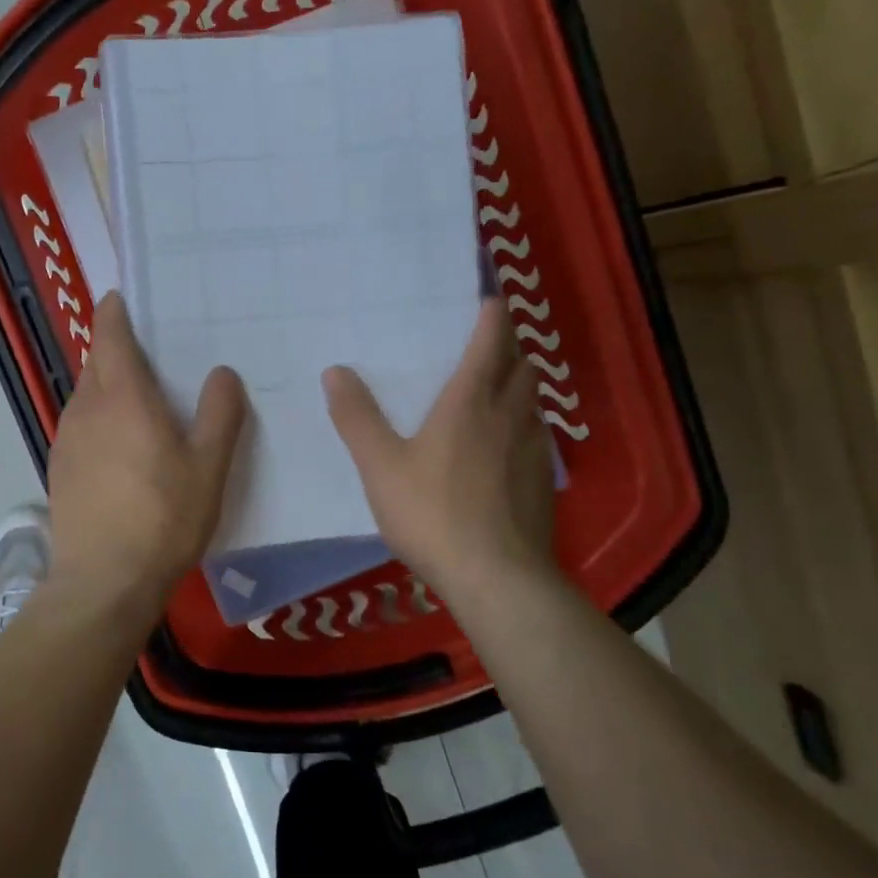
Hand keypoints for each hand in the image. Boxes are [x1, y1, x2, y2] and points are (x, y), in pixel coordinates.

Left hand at [47, 292, 246, 614]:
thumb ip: (220, 414)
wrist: (103, 582)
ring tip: (141, 399)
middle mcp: (86, 408)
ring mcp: (66, 439)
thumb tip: (221, 372)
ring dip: (108, 386)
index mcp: (122, 396)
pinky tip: (121, 445)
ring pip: (87, 394)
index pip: (109, 333)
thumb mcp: (208, 467)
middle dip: (117, 348)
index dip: (115, 311)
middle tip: (153, 352)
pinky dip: (99, 418)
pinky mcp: (59, 468)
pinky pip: (81, 425)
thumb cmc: (163, 519)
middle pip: (96, 361)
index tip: (127, 298)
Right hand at [324, 300, 558, 606]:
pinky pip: (537, 437)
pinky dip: (524, 425)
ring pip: (534, 402)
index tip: (491, 299)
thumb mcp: (380, 466)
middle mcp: (509, 416)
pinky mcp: (542, 483)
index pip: (490, 343)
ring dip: (521, 386)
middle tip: (492, 342)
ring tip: (499, 389)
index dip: (492, 317)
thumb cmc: (432, 513)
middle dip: (511, 347)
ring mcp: (533, 450)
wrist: (496, 577)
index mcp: (470, 403)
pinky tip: (506, 448)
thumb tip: (335, 371)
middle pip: (522, 366)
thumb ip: (357, 418)